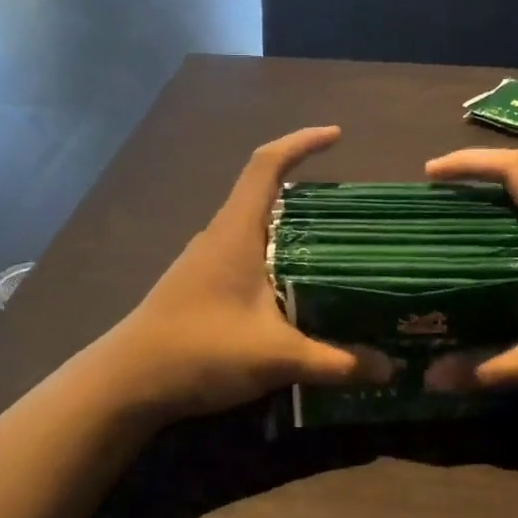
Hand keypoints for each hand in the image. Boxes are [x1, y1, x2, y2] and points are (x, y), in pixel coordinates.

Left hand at [104, 127, 390, 418]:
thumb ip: (335, 361)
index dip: (300, 143)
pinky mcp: (197, 286)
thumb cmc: (200, 351)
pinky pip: (244, 258)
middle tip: (353, 216)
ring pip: (254, 231)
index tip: (336, 136)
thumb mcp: (276, 356)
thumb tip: (389, 368)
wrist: (128, 382)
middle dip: (307, 196)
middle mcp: (218, 237)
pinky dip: (273, 261)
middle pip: (264, 196)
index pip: (266, 165)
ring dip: (290, 233)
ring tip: (334, 253)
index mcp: (235, 232)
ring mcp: (203, 262)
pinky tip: (294, 292)